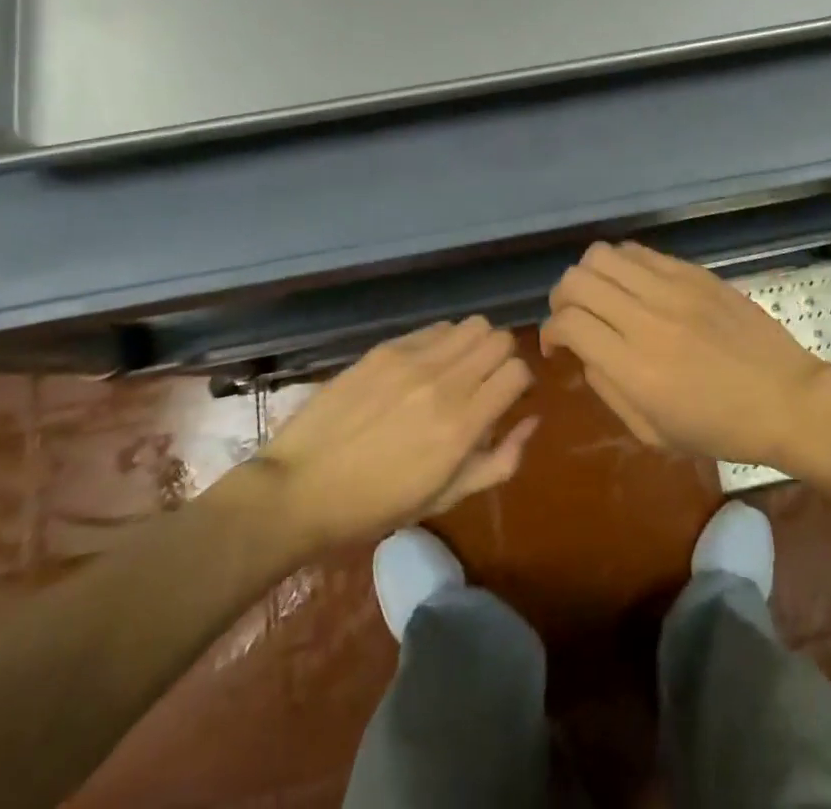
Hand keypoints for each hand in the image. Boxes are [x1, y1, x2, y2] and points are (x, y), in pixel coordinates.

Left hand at [257, 317, 536, 546]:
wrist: (299, 489)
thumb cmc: (375, 506)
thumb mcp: (445, 498)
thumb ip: (499, 461)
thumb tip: (531, 420)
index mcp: (461, 426)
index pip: (518, 372)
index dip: (520, 384)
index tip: (508, 399)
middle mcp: (444, 383)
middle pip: (501, 339)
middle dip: (503, 358)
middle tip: (486, 382)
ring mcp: (413, 360)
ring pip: (473, 324)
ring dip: (476, 344)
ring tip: (458, 369)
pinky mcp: (386, 348)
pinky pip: (435, 328)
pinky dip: (443, 341)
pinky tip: (425, 366)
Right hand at [540, 242, 830, 465]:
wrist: (786, 398)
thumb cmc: (721, 429)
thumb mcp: (654, 433)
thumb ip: (609, 389)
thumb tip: (585, 352)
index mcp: (635, 368)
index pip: (569, 322)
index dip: (550, 331)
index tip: (557, 345)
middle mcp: (647, 318)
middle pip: (577, 280)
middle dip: (561, 298)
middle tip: (573, 317)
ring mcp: (673, 288)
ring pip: (603, 255)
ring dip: (589, 275)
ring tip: (601, 296)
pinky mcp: (694, 272)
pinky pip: (640, 251)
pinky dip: (622, 264)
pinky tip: (634, 286)